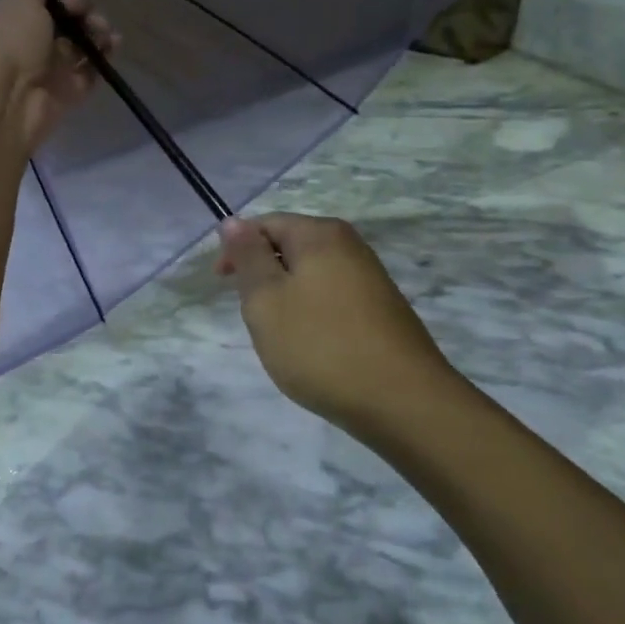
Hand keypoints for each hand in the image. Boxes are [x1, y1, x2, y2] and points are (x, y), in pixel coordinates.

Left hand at [0, 0, 117, 154]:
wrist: (4, 104)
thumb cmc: (6, 44)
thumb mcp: (18, 4)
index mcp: (4, 23)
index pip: (32, 2)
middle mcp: (23, 48)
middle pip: (59, 24)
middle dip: (77, 10)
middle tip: (82, 10)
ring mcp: (46, 73)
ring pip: (76, 48)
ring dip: (93, 32)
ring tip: (103, 28)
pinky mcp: (65, 95)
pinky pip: (88, 73)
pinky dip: (102, 58)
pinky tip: (115, 44)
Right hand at [216, 214, 458, 437]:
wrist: (402, 402)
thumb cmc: (320, 345)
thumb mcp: (266, 299)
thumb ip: (247, 257)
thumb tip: (233, 221)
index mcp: (321, 234)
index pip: (266, 223)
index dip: (237, 249)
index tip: (222, 284)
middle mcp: (351, 246)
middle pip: (290, 247)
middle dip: (262, 276)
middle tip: (252, 315)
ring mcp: (371, 279)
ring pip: (310, 276)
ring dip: (286, 298)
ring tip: (280, 337)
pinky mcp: (382, 310)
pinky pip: (331, 299)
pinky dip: (311, 315)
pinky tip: (312, 348)